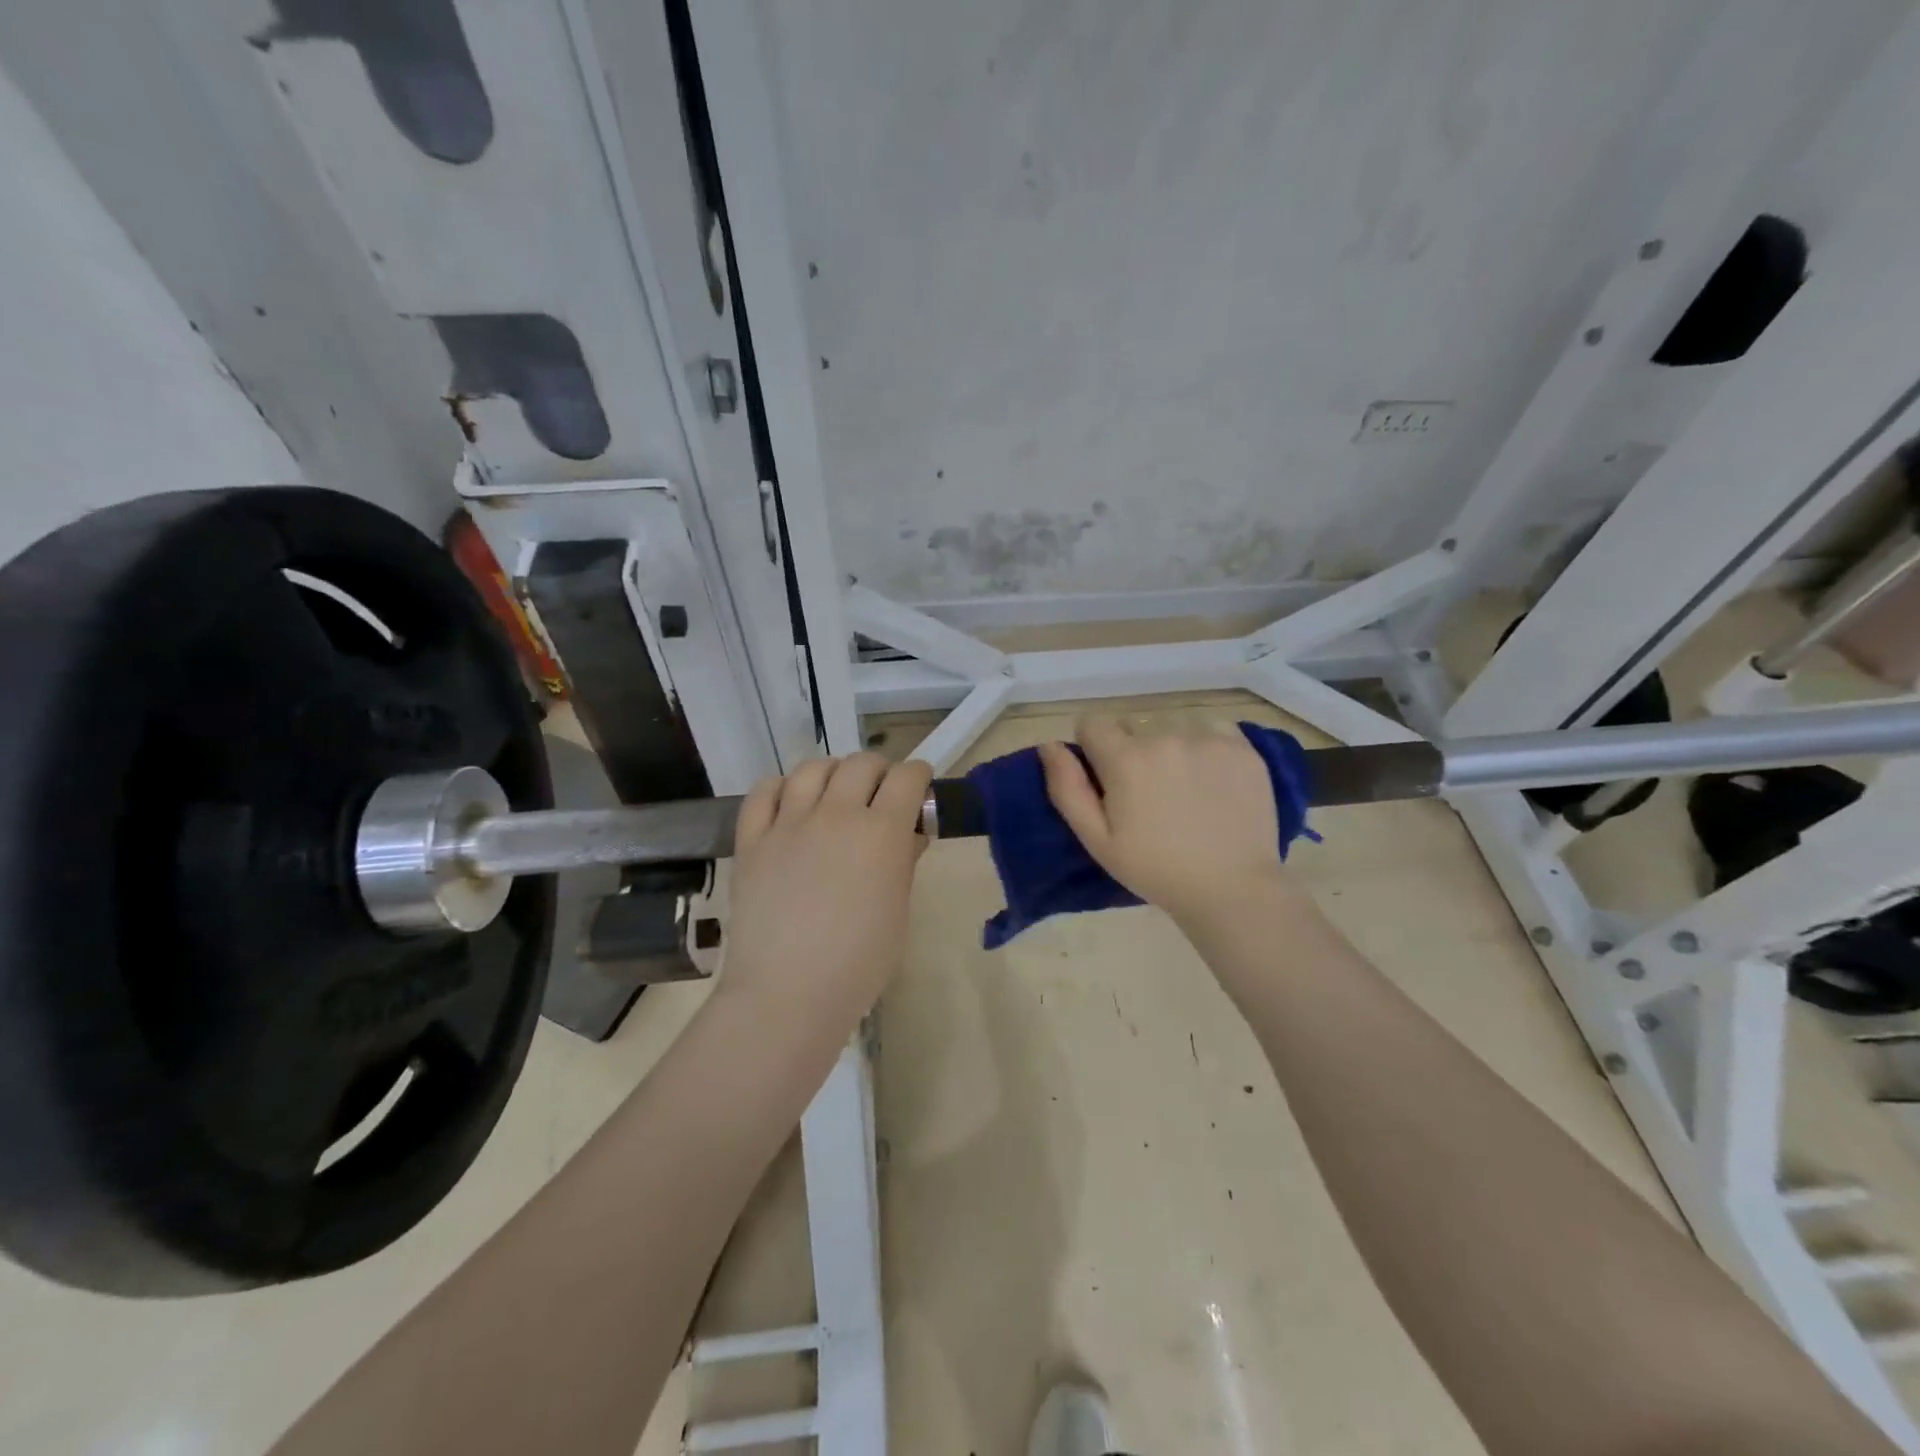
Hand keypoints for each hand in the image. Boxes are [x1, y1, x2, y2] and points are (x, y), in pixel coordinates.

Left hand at [720, 752, 932, 1028]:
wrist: (787, 993)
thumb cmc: (858, 963)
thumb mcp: (897, 911)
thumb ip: (904, 862)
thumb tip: (909, 834)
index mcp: (882, 833)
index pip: (907, 778)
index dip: (918, 777)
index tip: (919, 788)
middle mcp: (836, 814)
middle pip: (862, 764)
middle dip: (880, 771)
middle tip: (881, 795)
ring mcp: (789, 823)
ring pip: (812, 768)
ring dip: (833, 773)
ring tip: (836, 793)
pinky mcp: (752, 839)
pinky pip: (764, 791)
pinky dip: (782, 787)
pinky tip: (791, 802)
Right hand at [1040, 717, 1292, 924]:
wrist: (1232, 888)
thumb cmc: (1155, 870)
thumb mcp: (1097, 840)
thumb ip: (1067, 788)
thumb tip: (1048, 745)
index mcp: (1125, 758)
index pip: (1092, 723)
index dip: (1093, 749)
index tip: (1107, 779)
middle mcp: (1165, 736)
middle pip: (1133, 726)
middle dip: (1132, 751)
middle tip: (1148, 794)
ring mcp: (1208, 738)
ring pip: (1172, 726)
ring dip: (1170, 747)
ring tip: (1184, 789)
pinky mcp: (1243, 746)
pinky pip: (1213, 728)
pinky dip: (1207, 746)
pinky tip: (1212, 780)